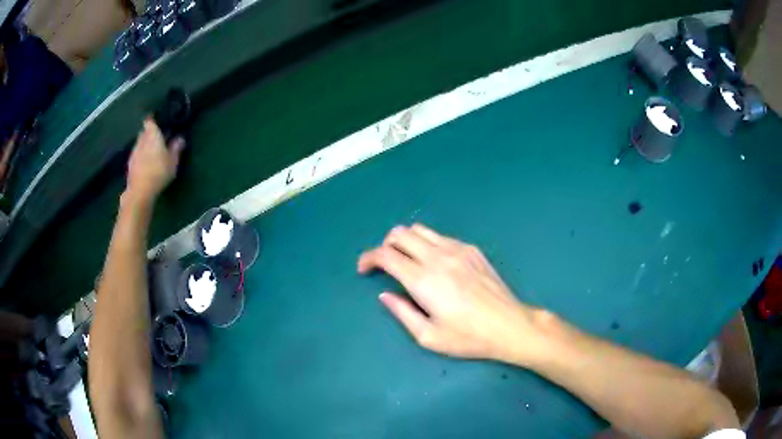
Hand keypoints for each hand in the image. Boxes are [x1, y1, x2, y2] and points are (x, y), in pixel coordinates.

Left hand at [125, 117, 183, 203]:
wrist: (140, 191)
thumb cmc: (159, 171)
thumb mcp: (173, 161)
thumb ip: (176, 148)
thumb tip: (180, 138)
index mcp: (152, 135)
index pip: (150, 121)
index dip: (152, 120)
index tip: (157, 122)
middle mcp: (141, 140)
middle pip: (144, 132)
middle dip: (149, 134)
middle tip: (157, 139)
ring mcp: (134, 153)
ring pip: (139, 144)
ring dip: (145, 146)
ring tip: (152, 153)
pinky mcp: (130, 165)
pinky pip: (136, 156)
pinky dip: (141, 157)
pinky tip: (146, 165)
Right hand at [358, 224, 548, 365]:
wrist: (509, 326)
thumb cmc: (468, 337)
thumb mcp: (428, 336)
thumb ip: (402, 312)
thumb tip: (385, 295)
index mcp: (423, 280)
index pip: (386, 255)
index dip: (368, 258)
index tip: (364, 269)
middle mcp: (438, 257)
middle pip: (400, 234)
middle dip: (384, 246)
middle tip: (384, 265)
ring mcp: (457, 249)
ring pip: (420, 230)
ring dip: (405, 241)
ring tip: (406, 261)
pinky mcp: (471, 249)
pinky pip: (440, 236)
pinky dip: (427, 244)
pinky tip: (434, 263)